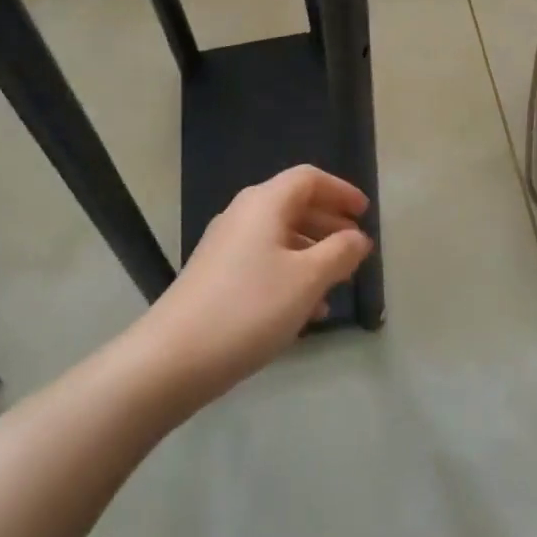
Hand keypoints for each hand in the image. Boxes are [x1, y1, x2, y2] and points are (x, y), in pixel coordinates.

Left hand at [133, 166, 372, 406]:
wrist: (171, 358)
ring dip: (312, 252)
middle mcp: (243, 213)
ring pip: (280, 235)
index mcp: (265, 202)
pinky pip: (263, 260)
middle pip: (294, 204)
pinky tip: (305, 310)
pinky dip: (289, 272)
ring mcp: (225, 244)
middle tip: (356, 247)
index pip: (309, 178)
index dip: (340, 191)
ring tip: (338, 283)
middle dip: (329, 223)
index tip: (365, 213)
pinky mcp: (215, 275)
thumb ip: (339, 253)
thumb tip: (358, 237)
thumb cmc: (249, 308)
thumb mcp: (306, 280)